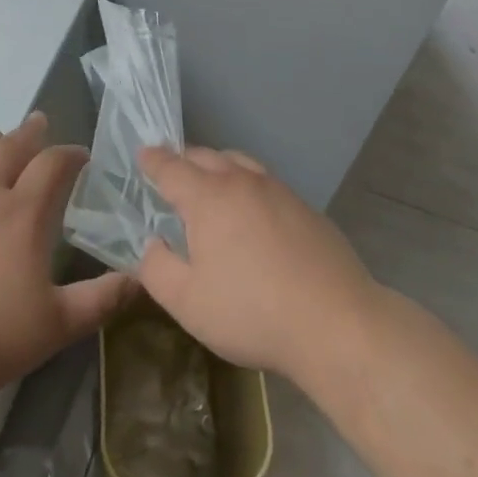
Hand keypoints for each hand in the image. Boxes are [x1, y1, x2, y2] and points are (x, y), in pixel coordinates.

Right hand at [136, 146, 380, 384]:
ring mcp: (278, 190)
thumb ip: (158, 269)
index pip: (172, 168)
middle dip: (184, 160)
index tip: (142, 155)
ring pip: (240, 163)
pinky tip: (252, 212)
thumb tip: (151, 243)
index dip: (153, 160)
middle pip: (206, 156)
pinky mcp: (305, 207)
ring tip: (210, 183)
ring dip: (218, 166)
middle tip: (172, 172)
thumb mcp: (187, 302)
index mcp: (208, 197)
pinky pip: (265, 182)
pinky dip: (247, 184)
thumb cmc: (251, 312)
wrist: (335, 322)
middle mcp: (242, 182)